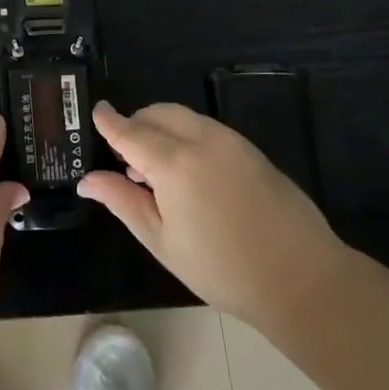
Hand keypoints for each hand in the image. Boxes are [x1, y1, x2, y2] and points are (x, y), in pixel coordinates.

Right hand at [81, 101, 344, 330]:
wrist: (301, 278)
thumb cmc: (221, 268)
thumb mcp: (161, 240)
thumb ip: (122, 201)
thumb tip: (87, 180)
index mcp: (173, 163)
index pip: (130, 131)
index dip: (109, 121)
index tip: (95, 111)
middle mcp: (202, 140)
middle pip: (158, 114)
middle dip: (136, 124)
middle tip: (124, 158)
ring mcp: (231, 142)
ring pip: (184, 118)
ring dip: (162, 130)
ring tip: (155, 172)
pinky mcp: (252, 151)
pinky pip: (207, 130)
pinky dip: (187, 137)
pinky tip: (189, 174)